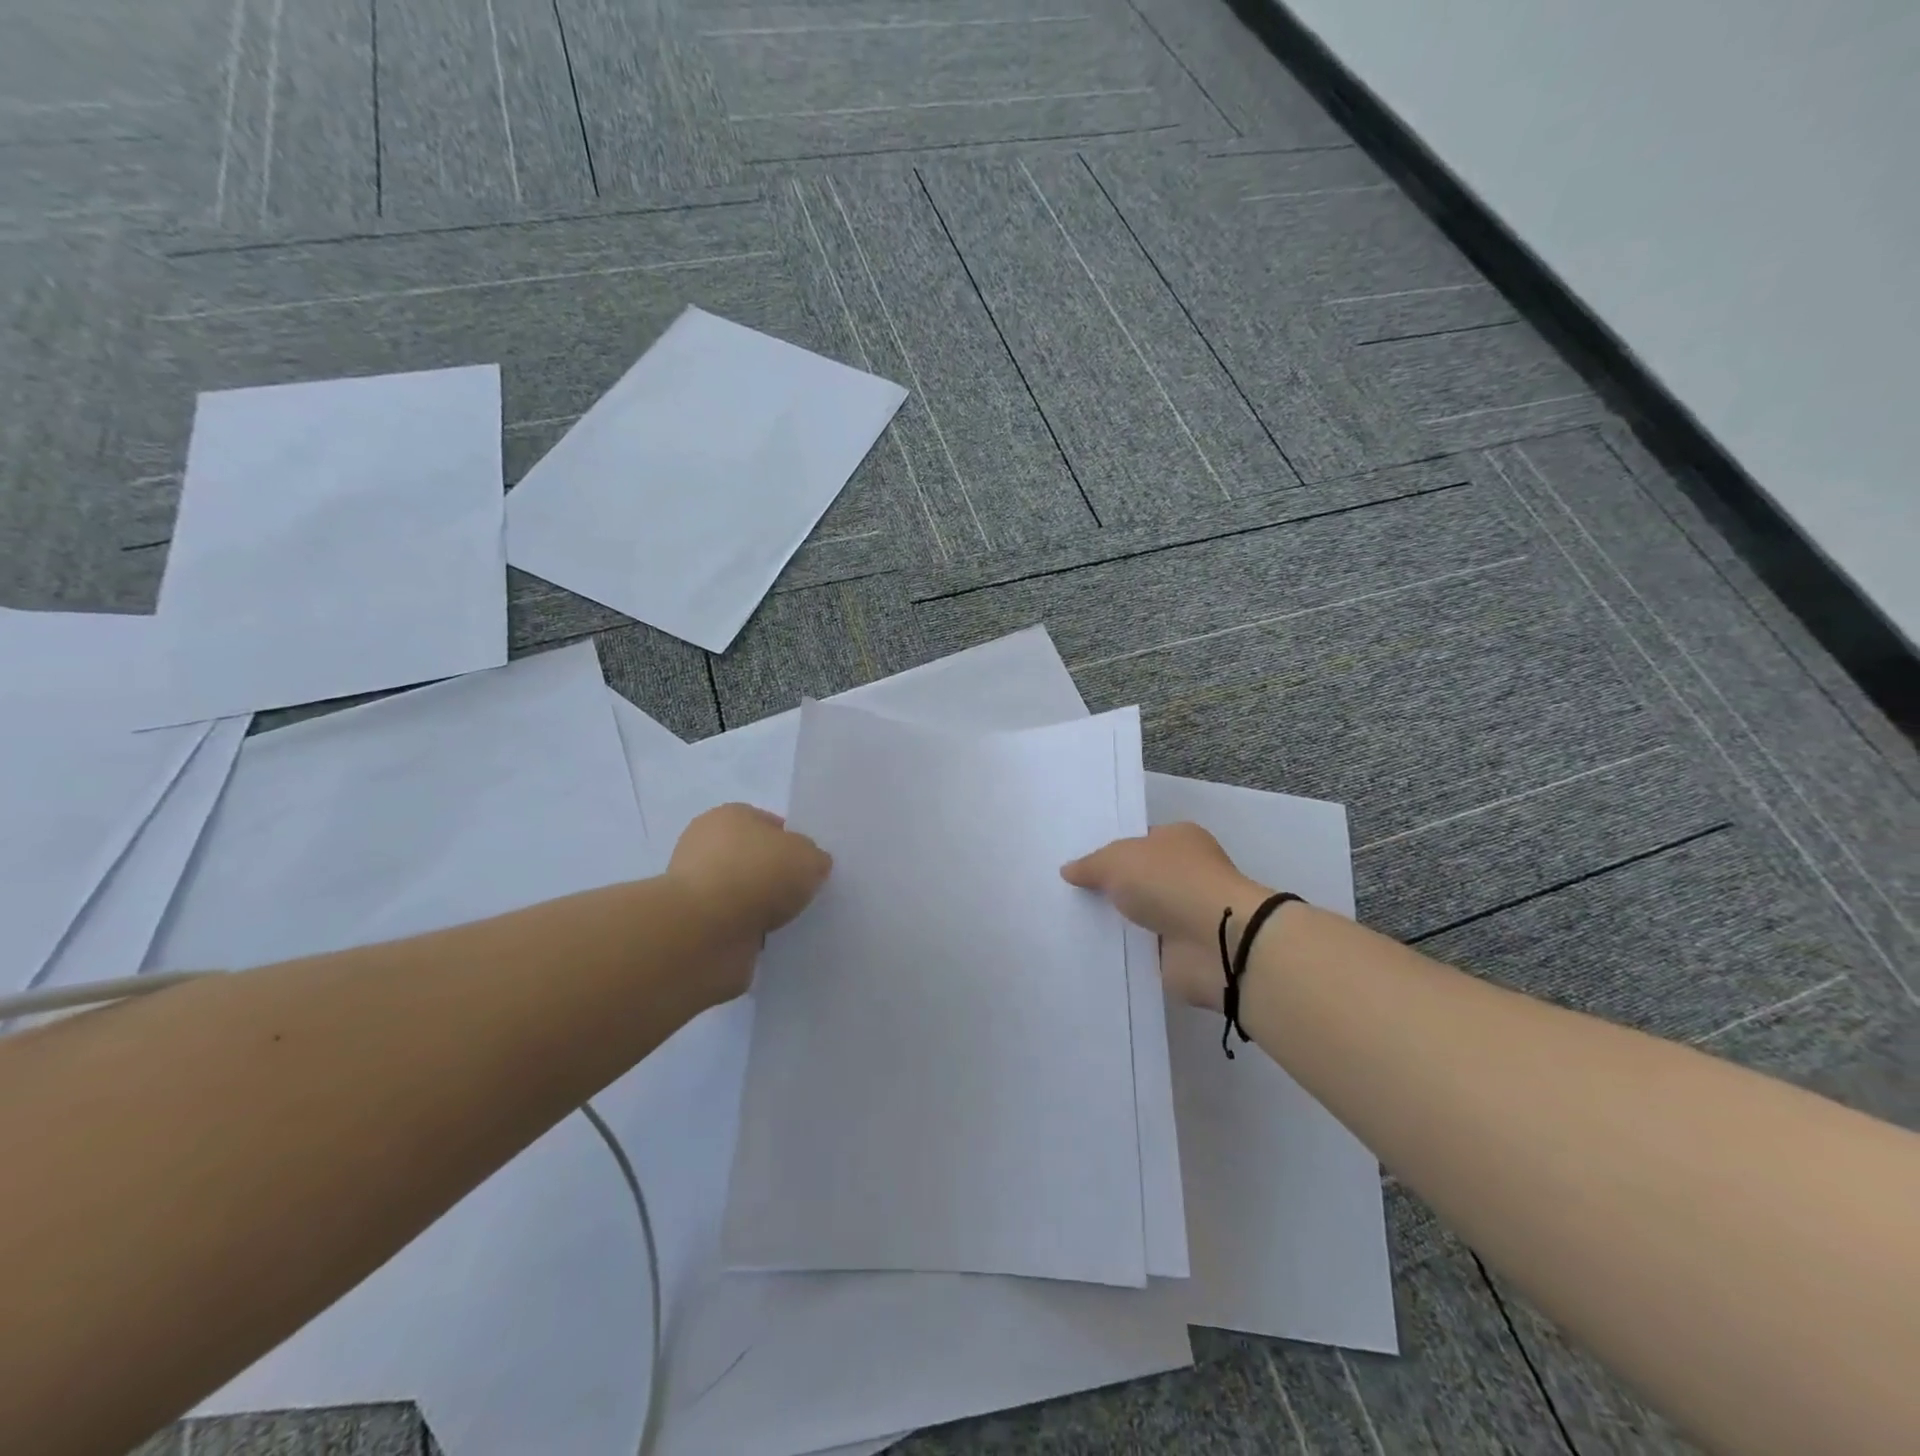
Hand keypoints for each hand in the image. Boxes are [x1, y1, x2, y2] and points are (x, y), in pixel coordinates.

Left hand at [668, 805, 831, 1000]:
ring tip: (791, 922)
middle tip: (805, 895)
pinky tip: (771, 942)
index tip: (812, 867)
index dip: (795, 844)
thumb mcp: (807, 856)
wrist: (704, 931)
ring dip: (763, 909)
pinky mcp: (694, 926)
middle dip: (778, 877)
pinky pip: (735, 927)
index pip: (771, 825)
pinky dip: (750, 934)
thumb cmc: (756, 874)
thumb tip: (811, 867)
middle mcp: (708, 846)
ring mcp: (698, 888)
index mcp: (731, 816)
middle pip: (756, 860)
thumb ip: (814, 858)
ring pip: (745, 895)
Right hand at [1063, 823, 1273, 1011]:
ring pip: (1140, 913)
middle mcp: (1186, 873)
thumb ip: (1091, 865)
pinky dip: (1125, 950)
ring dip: (1117, 921)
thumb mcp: (1118, 860)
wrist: (1215, 941)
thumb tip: (1068, 870)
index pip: (1139, 840)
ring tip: (1071, 924)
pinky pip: (1143, 947)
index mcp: (1179, 839)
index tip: (1077, 864)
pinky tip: (1092, 950)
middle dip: (1109, 887)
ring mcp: (1185, 913)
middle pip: (1138, 877)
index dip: (1109, 850)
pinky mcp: (1182, 950)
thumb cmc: (1170, 881)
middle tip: (1067, 894)